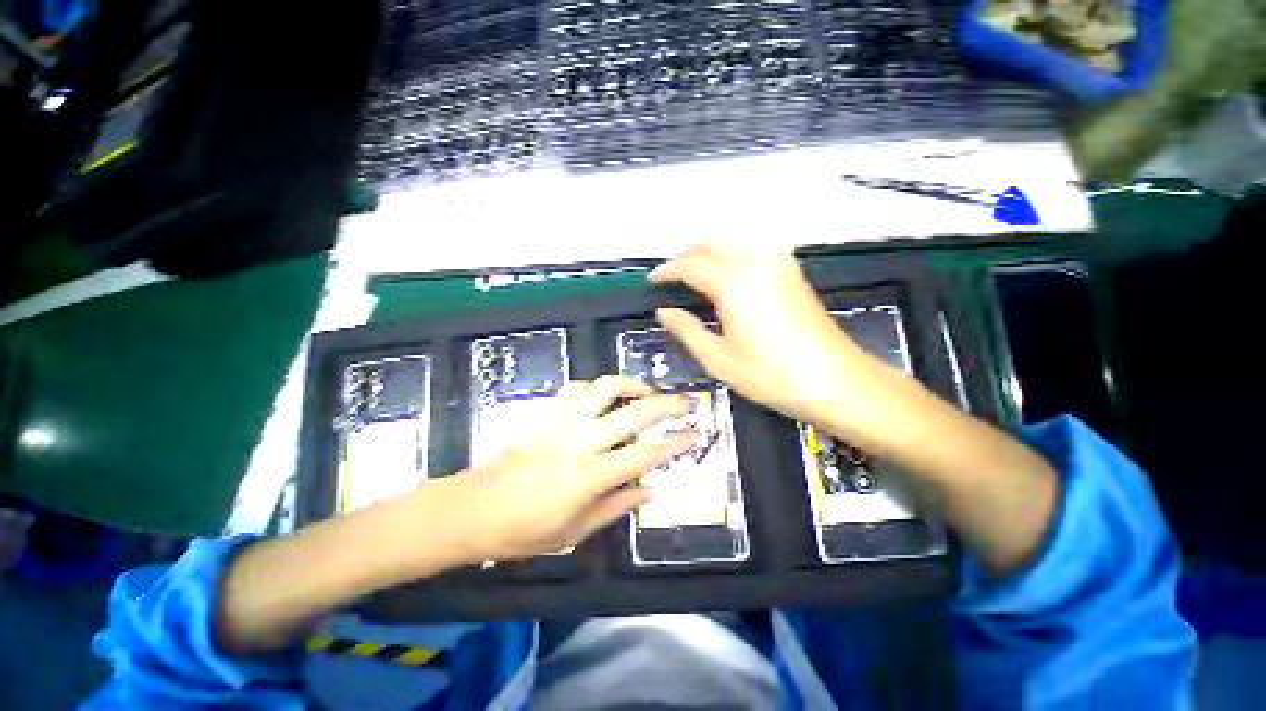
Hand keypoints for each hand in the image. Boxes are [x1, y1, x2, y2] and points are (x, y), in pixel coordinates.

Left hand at [458, 376, 694, 560]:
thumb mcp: (575, 531)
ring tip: (647, 391)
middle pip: (632, 413)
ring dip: (631, 384)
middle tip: (685, 400)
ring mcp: (562, 421)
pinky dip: (601, 387)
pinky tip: (608, 395)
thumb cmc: (525, 530)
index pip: (644, 455)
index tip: (695, 432)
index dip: (674, 443)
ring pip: (605, 387)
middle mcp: (581, 441)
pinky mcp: (547, 413)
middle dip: (665, 404)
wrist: (474, 508)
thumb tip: (652, 490)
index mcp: (590, 475)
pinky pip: (580, 389)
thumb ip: (617, 506)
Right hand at [650, 241, 864, 426]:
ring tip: (693, 275)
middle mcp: (754, 263)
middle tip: (670, 279)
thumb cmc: (771, 375)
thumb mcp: (719, 359)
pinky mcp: (792, 271)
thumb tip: (663, 311)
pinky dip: (730, 254)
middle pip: (710, 245)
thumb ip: (687, 330)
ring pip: (731, 242)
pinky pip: (752, 249)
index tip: (652, 282)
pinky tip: (727, 275)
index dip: (666, 272)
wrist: (835, 381)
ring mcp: (778, 263)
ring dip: (707, 252)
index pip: (689, 265)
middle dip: (685, 257)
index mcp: (732, 284)